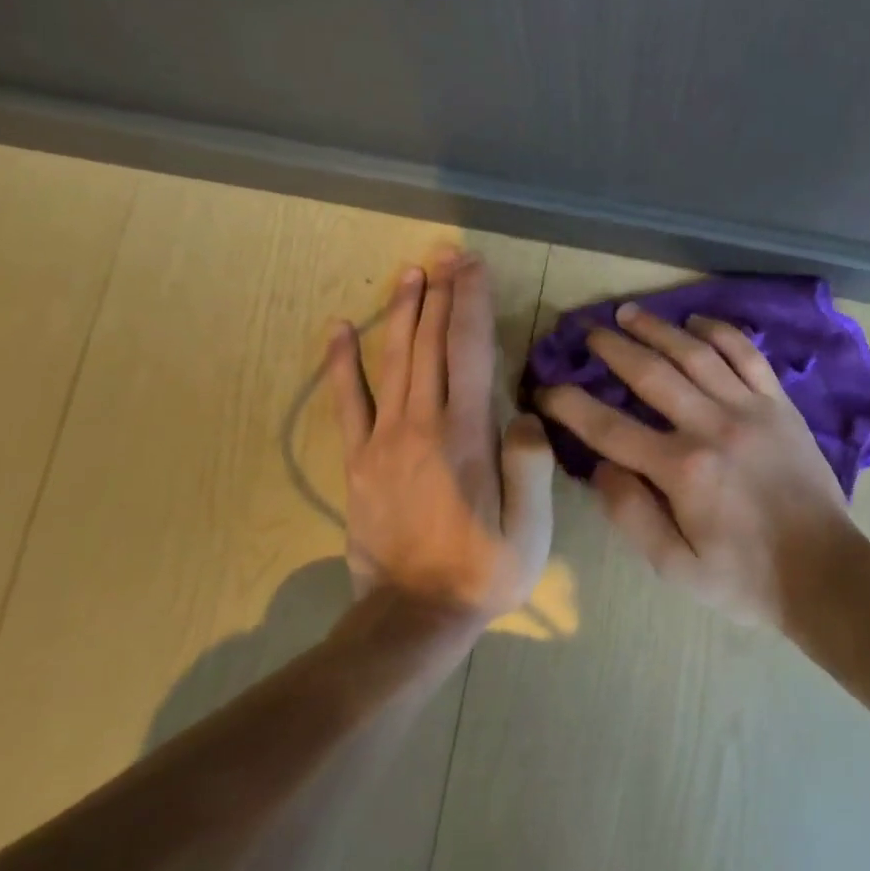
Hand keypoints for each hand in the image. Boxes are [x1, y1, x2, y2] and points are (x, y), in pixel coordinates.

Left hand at [325, 249, 555, 621]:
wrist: (413, 618)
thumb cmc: (483, 572)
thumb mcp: (530, 530)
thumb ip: (530, 466)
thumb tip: (524, 414)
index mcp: (466, 436)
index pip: (469, 351)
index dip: (471, 302)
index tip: (473, 265)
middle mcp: (422, 425)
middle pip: (430, 344)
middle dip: (440, 293)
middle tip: (445, 252)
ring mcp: (384, 441)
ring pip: (393, 360)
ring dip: (402, 312)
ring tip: (409, 272)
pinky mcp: (358, 461)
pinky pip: (347, 402)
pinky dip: (341, 362)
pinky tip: (338, 328)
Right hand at [535, 303, 869, 627]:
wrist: (825, 573)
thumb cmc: (745, 578)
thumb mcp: (676, 567)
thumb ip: (631, 515)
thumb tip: (599, 467)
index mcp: (682, 470)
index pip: (609, 428)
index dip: (570, 405)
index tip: (545, 390)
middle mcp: (712, 426)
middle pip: (651, 374)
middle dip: (613, 349)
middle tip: (587, 332)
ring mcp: (750, 409)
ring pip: (696, 354)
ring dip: (658, 329)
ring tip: (629, 313)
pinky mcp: (780, 405)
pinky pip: (747, 356)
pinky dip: (720, 333)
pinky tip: (696, 322)